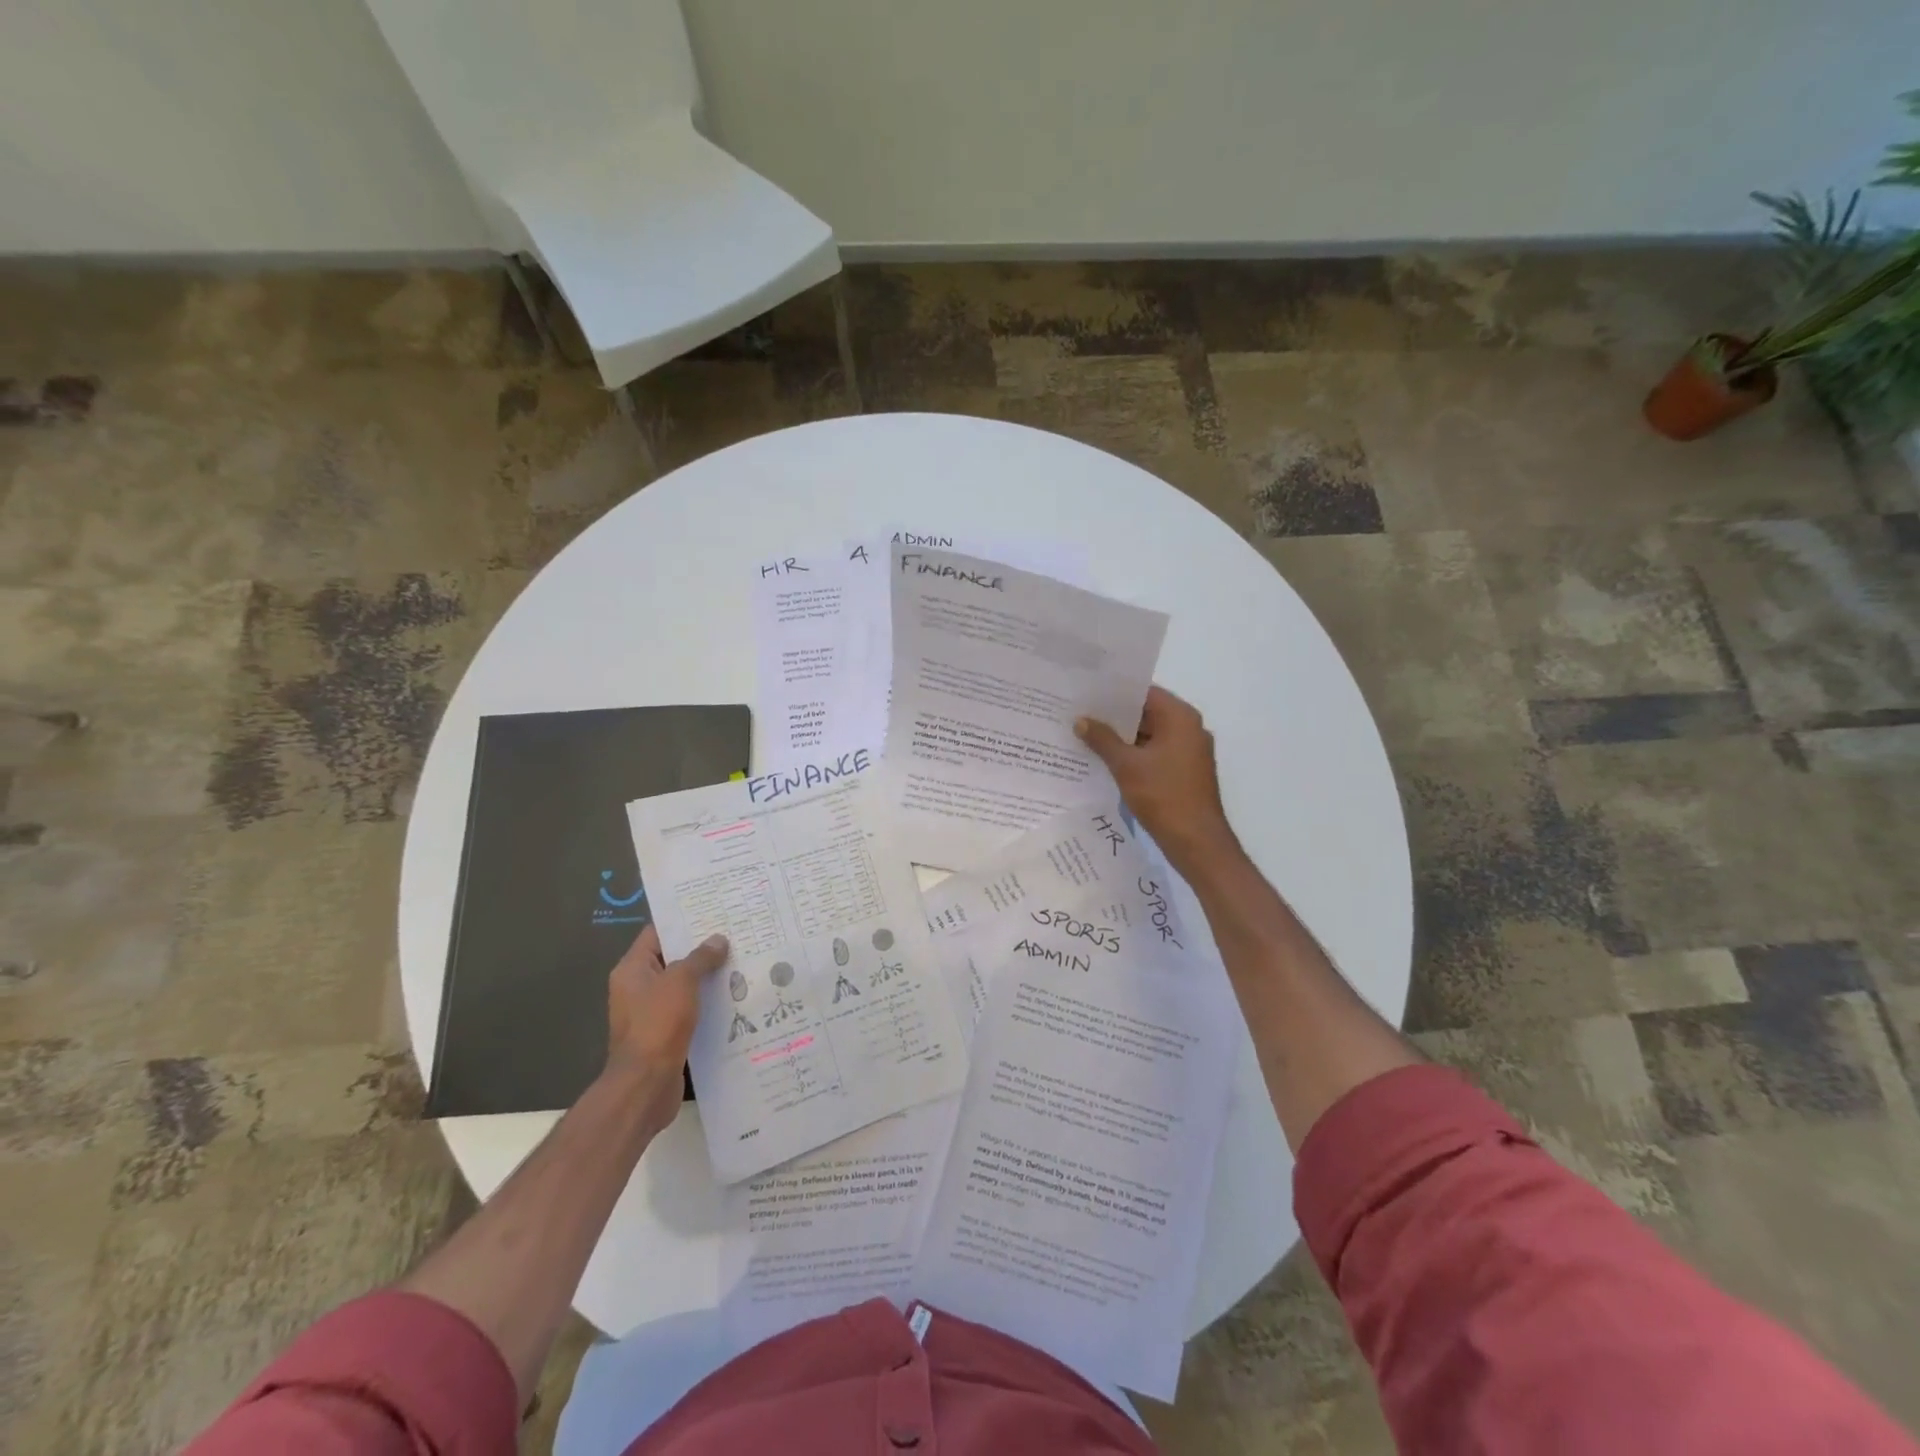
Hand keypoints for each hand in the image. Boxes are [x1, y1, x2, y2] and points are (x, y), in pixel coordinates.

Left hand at [605, 924, 728, 1130]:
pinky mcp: (665, 1034)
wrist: (645, 1085)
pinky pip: (689, 1009)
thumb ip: (699, 958)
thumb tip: (717, 940)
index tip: (712, 912)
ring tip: (741, 961)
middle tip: (734, 934)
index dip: (683, 922)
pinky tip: (734, 996)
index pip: (657, 934)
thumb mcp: (680, 982)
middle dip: (701, 949)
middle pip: (672, 959)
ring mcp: (651, 1013)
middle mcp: (638, 988)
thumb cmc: (657, 1024)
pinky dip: (707, 1002)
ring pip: (683, 986)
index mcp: (632, 970)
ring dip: (708, 977)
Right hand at [1076, 685, 1236, 869]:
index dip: (1115, 692)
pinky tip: (1106, 760)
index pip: (1144, 692)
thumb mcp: (1126, 765)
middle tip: (1080, 713)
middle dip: (1115, 716)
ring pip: (1150, 735)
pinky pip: (1155, 753)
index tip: (1087, 692)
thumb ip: (1102, 739)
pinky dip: (1134, 754)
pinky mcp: (1185, 771)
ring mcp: (1189, 751)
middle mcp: (1189, 728)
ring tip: (1086, 735)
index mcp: (1180, 717)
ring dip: (1122, 737)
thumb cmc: (1163, 795)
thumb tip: (1081, 720)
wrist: (1197, 841)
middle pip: (1147, 713)